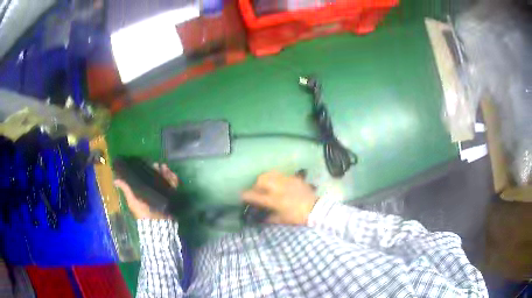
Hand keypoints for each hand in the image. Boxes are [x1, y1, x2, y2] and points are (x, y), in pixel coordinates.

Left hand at [114, 163, 178, 219]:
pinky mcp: (172, 196)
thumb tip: (115, 179)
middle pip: (156, 177)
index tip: (146, 163)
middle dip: (157, 170)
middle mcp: (154, 192)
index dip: (146, 170)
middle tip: (157, 165)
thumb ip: (126, 189)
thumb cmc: (143, 211)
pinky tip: (172, 174)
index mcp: (144, 191)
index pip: (146, 178)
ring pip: (165, 180)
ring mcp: (163, 194)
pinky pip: (174, 186)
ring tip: (164, 167)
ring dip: (165, 172)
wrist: (157, 222)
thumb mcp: (132, 199)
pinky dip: (173, 179)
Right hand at [242, 171, 317, 225]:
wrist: (317, 210)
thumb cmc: (298, 217)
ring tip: (267, 185)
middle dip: (256, 184)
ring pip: (271, 174)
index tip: (242, 195)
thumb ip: (270, 218)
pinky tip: (280, 185)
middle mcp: (279, 188)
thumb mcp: (282, 220)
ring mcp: (288, 181)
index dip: (247, 195)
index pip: (256, 196)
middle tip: (257, 191)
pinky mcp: (295, 179)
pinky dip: (277, 179)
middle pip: (262, 180)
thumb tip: (261, 218)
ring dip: (266, 179)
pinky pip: (282, 175)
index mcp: (275, 200)